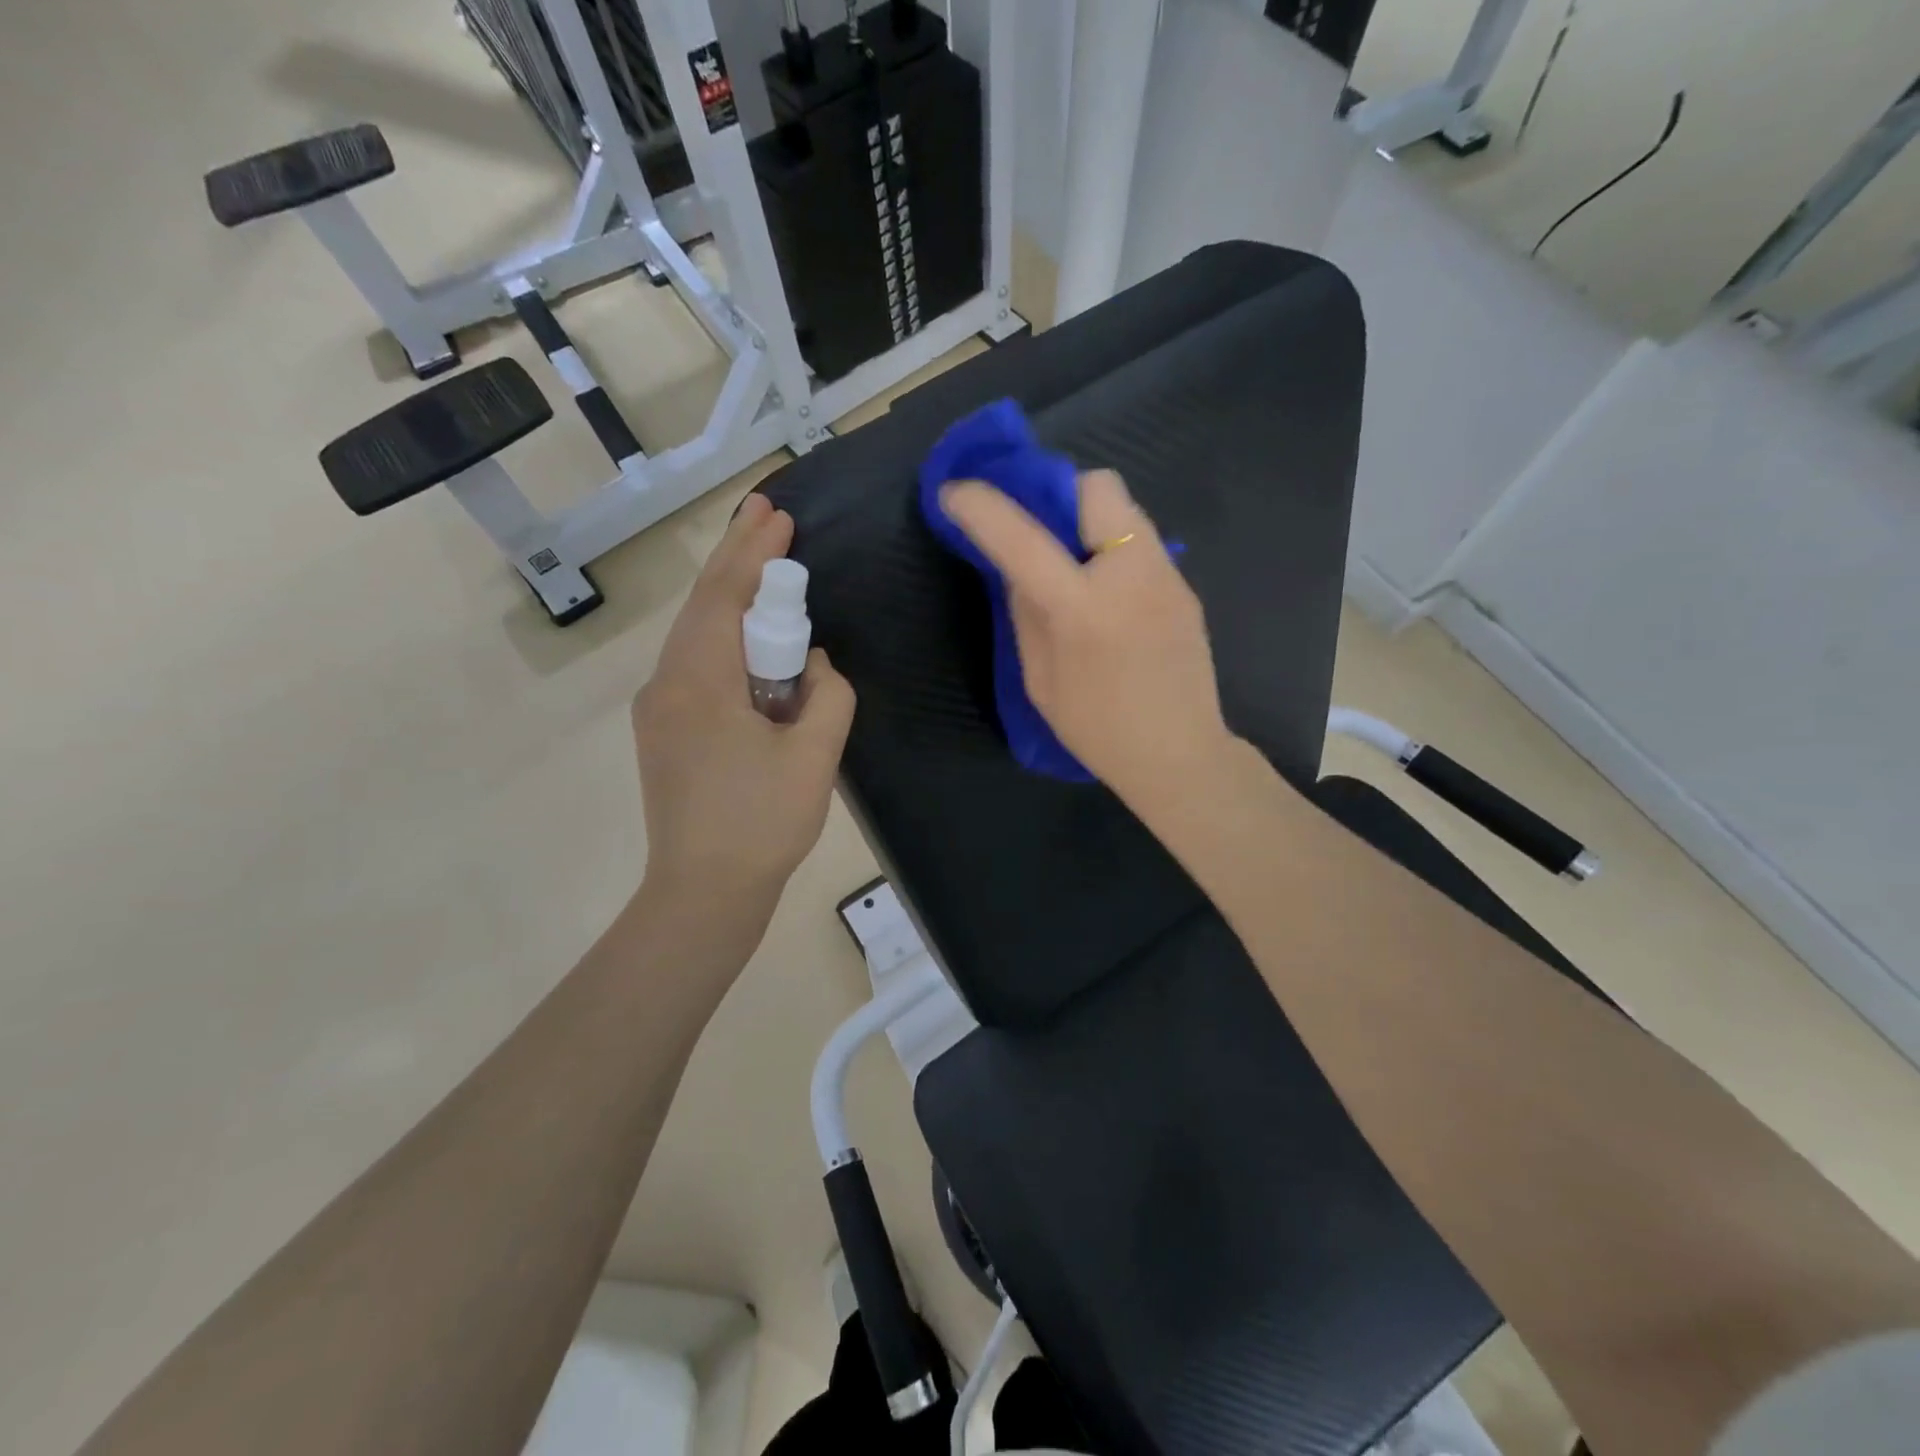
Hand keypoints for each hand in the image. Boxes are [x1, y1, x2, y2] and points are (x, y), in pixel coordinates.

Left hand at [632, 494, 855, 913]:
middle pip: (702, 605)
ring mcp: (658, 709)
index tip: (779, 514)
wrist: (703, 893)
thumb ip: (827, 694)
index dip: (754, 552)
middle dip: (736, 558)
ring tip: (764, 570)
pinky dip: (724, 638)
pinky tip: (750, 642)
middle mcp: (666, 683)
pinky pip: (695, 666)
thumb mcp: (815, 756)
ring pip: (696, 635)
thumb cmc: (761, 824)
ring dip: (730, 599)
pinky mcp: (663, 733)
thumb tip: (813, 665)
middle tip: (766, 514)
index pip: (725, 596)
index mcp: (700, 681)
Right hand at [940, 470, 1230, 813]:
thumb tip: (1017, 568)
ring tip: (1075, 567)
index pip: (1024, 540)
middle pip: (1098, 486)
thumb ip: (1025, 614)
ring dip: (1089, 521)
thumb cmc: (1098, 729)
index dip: (983, 508)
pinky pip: (1141, 543)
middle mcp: (1132, 575)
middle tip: (1042, 533)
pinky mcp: (1185, 588)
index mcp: (1083, 609)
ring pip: (1125, 510)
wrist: (1179, 756)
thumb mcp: (1041, 680)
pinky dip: (1114, 551)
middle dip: (1060, 494)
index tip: (955, 492)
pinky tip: (1109, 596)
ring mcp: (1167, 576)